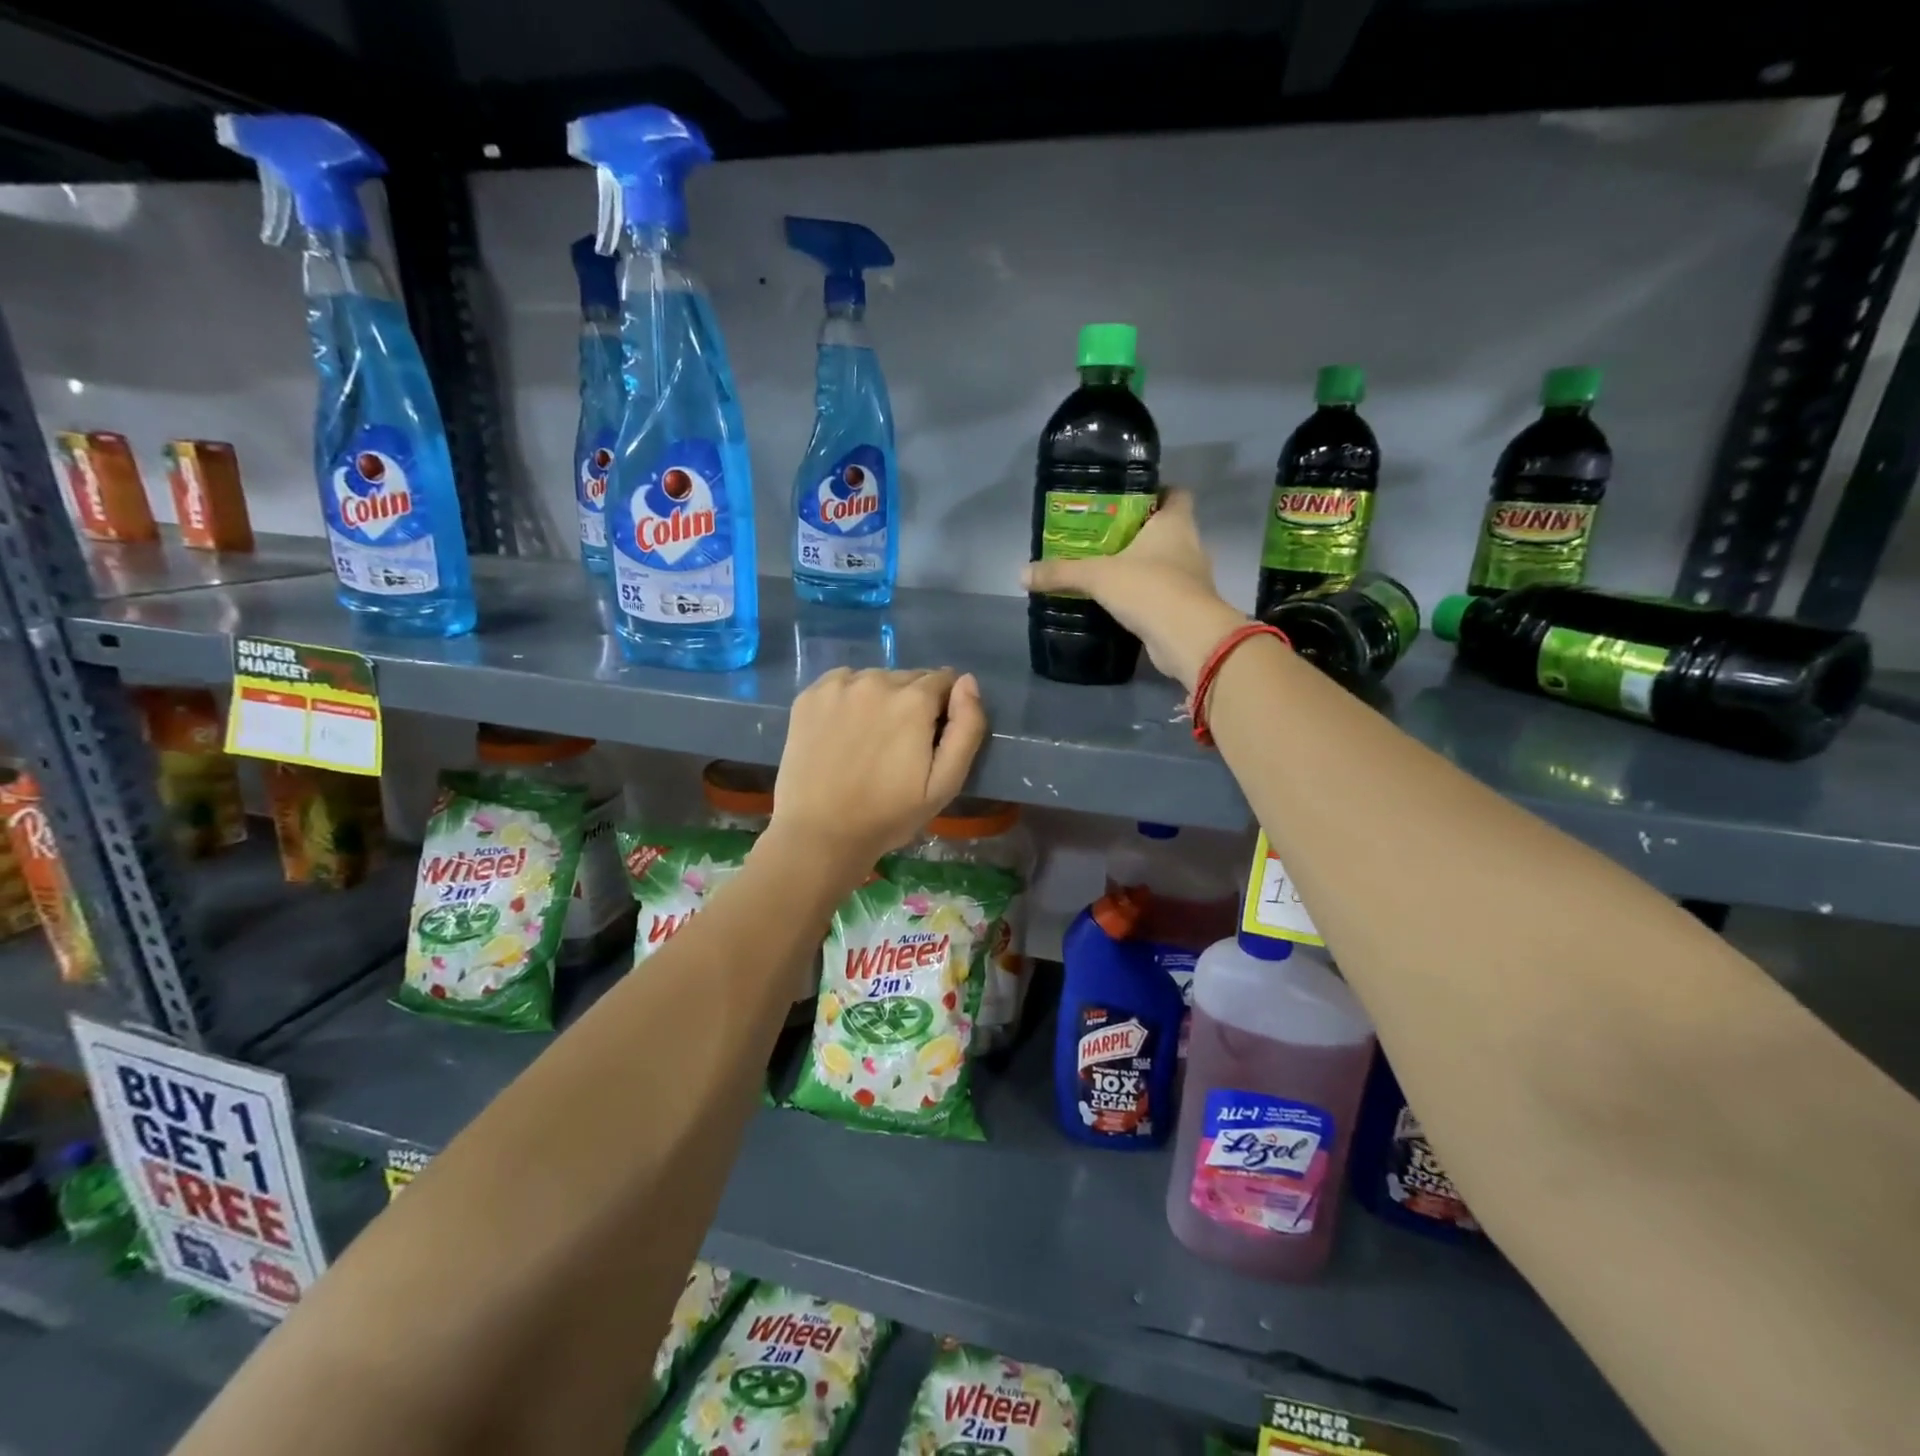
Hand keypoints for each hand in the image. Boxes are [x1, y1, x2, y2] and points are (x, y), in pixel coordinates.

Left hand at [769, 668, 987, 874]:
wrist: (820, 834)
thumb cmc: (888, 815)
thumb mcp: (945, 783)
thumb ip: (967, 727)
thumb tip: (967, 681)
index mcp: (913, 700)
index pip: (944, 680)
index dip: (943, 708)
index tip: (931, 738)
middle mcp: (876, 680)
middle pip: (909, 678)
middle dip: (913, 703)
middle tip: (900, 745)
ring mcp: (838, 686)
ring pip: (875, 679)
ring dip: (881, 699)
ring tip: (870, 740)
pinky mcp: (809, 695)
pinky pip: (842, 683)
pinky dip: (849, 698)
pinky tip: (843, 731)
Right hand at [1022, 490, 1247, 689]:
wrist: (1188, 639)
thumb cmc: (1149, 589)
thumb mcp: (1097, 577)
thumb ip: (1062, 573)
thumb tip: (1023, 574)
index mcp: (1176, 523)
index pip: (1176, 493)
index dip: (1156, 492)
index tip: (1128, 501)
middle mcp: (1190, 545)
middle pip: (1167, 529)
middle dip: (1139, 533)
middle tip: (1104, 538)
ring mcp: (1193, 579)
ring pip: (1166, 563)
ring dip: (1143, 567)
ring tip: (1108, 571)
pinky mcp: (1187, 608)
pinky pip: (1164, 594)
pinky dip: (1145, 596)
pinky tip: (1120, 603)